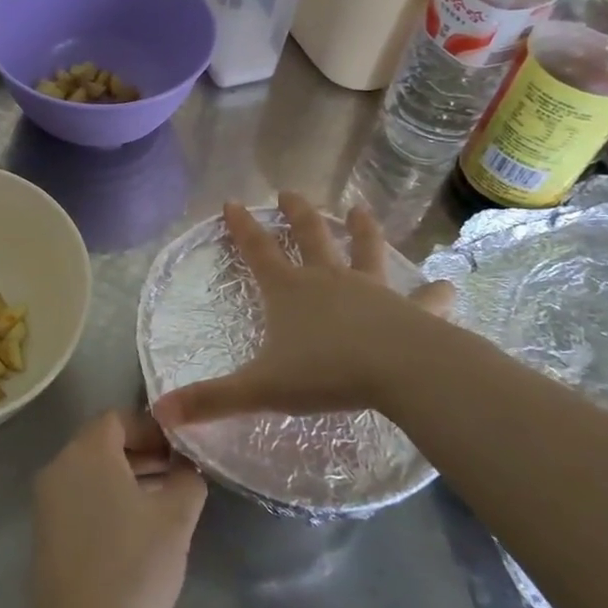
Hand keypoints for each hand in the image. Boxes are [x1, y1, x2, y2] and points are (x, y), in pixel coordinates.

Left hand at [31, 410, 206, 607]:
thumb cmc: (135, 569)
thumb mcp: (176, 520)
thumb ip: (187, 480)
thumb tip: (187, 466)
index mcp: (86, 452)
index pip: (119, 418)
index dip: (153, 428)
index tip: (182, 450)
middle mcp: (59, 466)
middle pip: (103, 443)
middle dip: (143, 452)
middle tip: (180, 473)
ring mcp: (47, 500)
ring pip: (91, 472)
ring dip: (127, 477)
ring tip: (166, 501)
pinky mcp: (45, 532)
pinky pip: (80, 498)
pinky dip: (108, 500)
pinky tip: (138, 528)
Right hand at [151, 192, 458, 428]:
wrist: (401, 371)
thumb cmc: (325, 373)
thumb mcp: (260, 389)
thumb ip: (211, 400)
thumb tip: (159, 414)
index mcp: (289, 291)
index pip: (258, 251)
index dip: (242, 227)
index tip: (232, 202)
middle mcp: (328, 280)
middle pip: (310, 237)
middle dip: (297, 214)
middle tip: (289, 193)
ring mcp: (371, 291)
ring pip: (365, 252)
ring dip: (361, 230)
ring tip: (360, 209)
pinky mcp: (409, 310)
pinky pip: (422, 299)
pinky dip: (434, 293)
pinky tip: (448, 286)